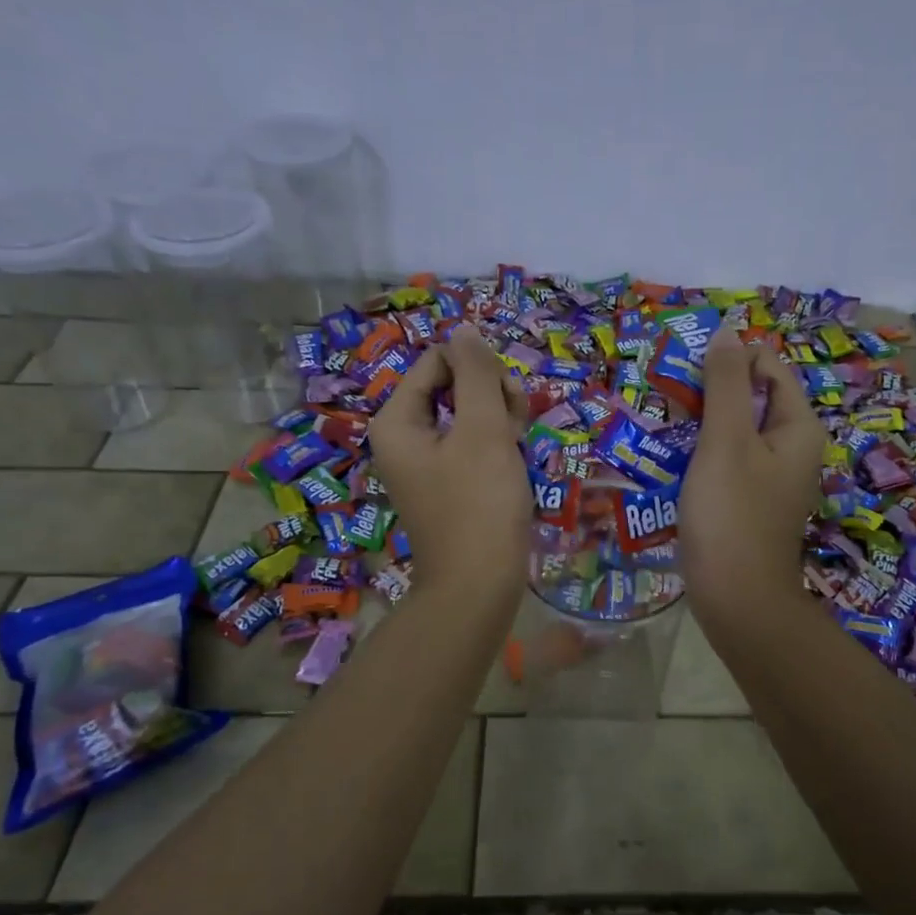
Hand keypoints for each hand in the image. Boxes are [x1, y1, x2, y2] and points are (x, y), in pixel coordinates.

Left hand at [369, 326, 531, 606]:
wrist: (479, 586)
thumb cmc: (479, 504)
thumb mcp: (482, 430)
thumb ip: (475, 373)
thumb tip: (464, 328)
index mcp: (397, 420)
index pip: (440, 361)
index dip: (478, 371)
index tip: (506, 402)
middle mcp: (403, 438)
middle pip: (453, 386)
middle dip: (491, 398)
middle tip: (515, 428)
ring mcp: (425, 464)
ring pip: (468, 416)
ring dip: (500, 423)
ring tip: (518, 451)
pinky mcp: (447, 485)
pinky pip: (472, 446)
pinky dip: (496, 449)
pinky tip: (513, 467)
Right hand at [679, 333, 821, 623]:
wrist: (737, 600)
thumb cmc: (732, 515)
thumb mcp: (726, 441)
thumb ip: (726, 383)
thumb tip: (728, 331)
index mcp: (798, 426)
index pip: (767, 366)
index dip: (728, 361)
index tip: (685, 375)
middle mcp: (793, 446)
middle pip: (751, 397)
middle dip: (710, 393)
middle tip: (668, 402)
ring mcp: (773, 476)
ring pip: (735, 430)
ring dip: (701, 423)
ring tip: (663, 427)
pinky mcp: (751, 500)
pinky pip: (728, 461)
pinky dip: (703, 454)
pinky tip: (672, 462)